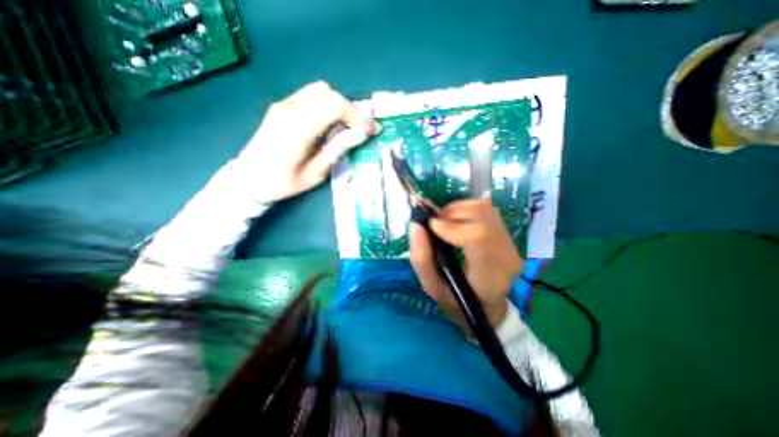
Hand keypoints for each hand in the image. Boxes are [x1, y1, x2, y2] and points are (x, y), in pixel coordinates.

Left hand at [234, 80, 379, 203]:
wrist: (248, 179)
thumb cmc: (283, 182)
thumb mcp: (315, 172)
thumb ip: (338, 149)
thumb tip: (362, 133)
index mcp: (299, 128)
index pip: (336, 105)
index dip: (358, 115)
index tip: (370, 129)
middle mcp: (290, 109)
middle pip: (329, 93)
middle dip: (350, 110)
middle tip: (358, 130)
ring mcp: (284, 105)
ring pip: (320, 91)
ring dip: (337, 106)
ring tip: (345, 126)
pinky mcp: (281, 106)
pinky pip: (309, 96)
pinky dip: (325, 105)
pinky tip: (328, 123)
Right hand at [408, 199, 522, 328]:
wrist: (490, 302)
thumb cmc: (458, 299)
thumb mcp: (433, 287)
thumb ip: (421, 258)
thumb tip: (415, 225)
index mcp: (490, 273)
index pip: (476, 237)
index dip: (450, 227)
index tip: (429, 228)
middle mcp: (504, 249)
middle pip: (478, 213)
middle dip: (447, 215)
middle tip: (433, 228)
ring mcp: (506, 235)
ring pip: (478, 206)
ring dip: (453, 211)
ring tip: (443, 226)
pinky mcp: (503, 227)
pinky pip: (480, 206)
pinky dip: (461, 210)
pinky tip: (455, 224)